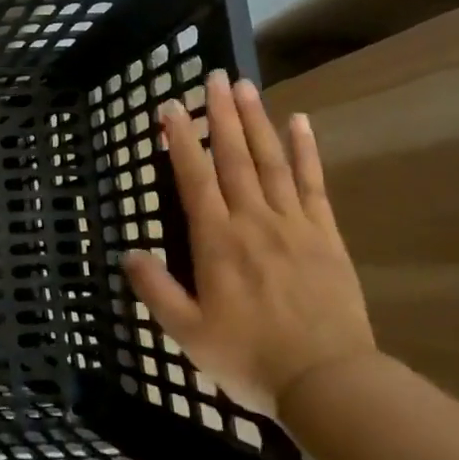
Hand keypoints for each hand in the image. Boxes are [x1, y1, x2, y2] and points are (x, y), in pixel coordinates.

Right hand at [122, 73, 374, 418]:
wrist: (329, 383)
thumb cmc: (250, 358)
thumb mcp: (188, 334)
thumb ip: (156, 290)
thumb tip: (128, 252)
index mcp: (217, 241)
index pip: (195, 178)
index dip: (180, 140)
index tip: (170, 106)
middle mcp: (253, 221)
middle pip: (235, 157)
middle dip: (221, 114)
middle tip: (214, 77)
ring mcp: (293, 224)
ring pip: (271, 161)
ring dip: (256, 121)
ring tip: (246, 86)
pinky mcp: (324, 235)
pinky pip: (312, 184)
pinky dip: (306, 151)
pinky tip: (300, 122)